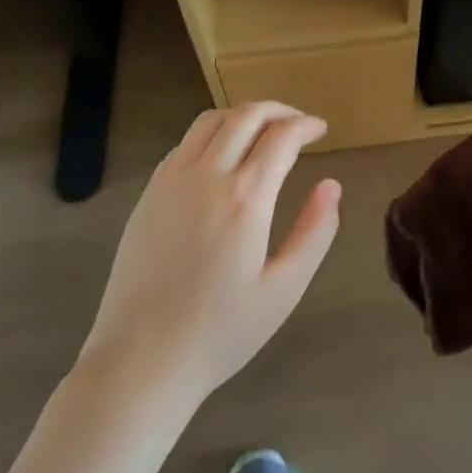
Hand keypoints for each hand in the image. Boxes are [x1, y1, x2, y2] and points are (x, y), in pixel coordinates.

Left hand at [77, 103, 341, 409]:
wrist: (140, 362)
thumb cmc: (220, 332)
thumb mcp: (284, 290)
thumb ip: (315, 232)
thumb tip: (331, 185)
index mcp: (245, 198)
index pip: (281, 136)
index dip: (306, 125)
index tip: (322, 129)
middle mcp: (207, 175)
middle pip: (246, 115)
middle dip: (279, 110)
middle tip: (298, 124)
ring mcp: (171, 180)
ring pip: (212, 120)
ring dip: (244, 115)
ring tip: (264, 131)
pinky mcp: (149, 193)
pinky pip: (185, 142)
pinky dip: (214, 133)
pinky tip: (224, 156)